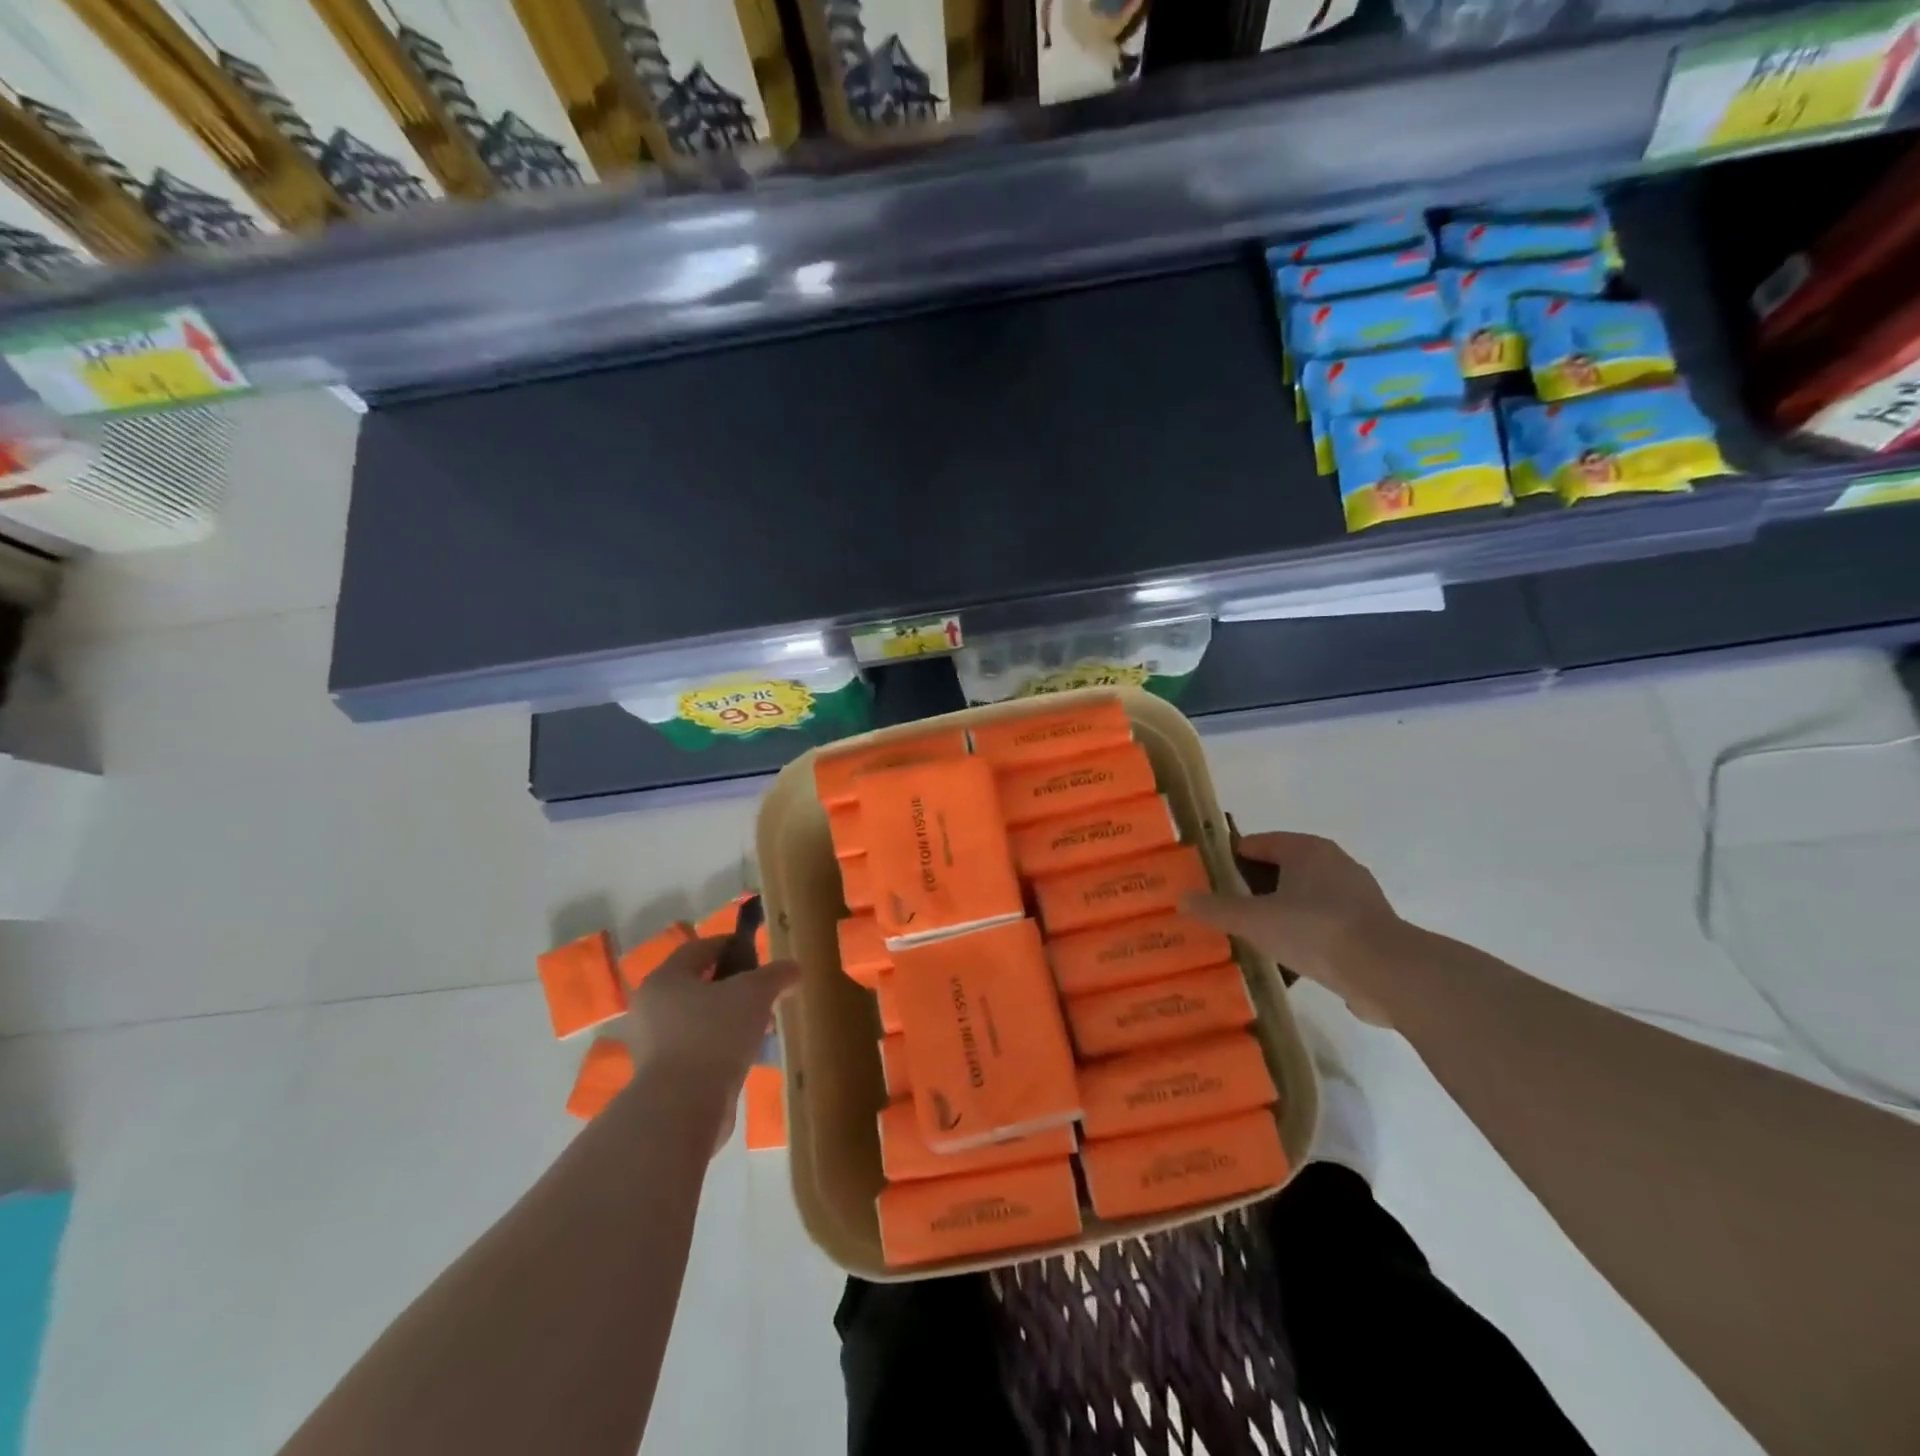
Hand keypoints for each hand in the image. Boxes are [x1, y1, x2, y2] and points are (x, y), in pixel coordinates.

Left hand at [617, 935, 798, 1144]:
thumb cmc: (714, 1035)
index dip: (730, 945)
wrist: (683, 1108)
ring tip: (761, 1027)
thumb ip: (776, 974)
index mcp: (665, 979)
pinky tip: (746, 1055)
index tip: (757, 952)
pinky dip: (720, 1046)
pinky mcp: (661, 1077)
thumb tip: (793, 968)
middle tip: (763, 993)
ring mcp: (652, 1045)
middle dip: (733, 987)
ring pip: (698, 1019)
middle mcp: (651, 1008)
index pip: (698, 948)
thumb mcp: (755, 993)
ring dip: (729, 1018)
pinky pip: (696, 1048)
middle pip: (698, 985)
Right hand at [1182, 831, 1403, 1025]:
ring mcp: (1357, 895)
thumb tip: (1182, 898)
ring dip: (1281, 912)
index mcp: (1307, 849)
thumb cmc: (1315, 930)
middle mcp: (1334, 863)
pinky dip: (1306, 933)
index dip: (1230, 860)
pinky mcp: (1371, 927)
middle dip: (1255, 888)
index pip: (1257, 844)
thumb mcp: (1254, 920)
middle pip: (1282, 870)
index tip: (1210, 880)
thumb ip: (1216, 909)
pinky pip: (1325, 923)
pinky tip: (1289, 958)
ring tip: (1254, 936)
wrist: (1388, 973)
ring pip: (1305, 898)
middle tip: (1227, 909)